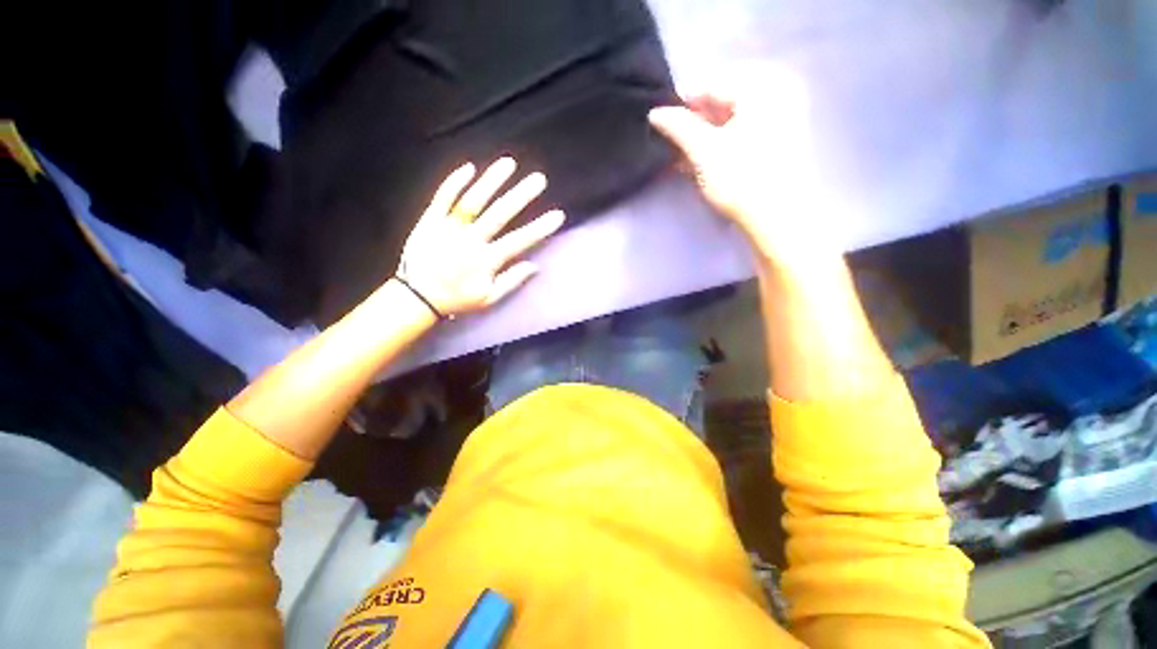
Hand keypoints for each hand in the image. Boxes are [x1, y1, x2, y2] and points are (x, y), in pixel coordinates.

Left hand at [396, 158, 564, 316]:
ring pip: (473, 200)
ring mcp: (449, 227)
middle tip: (539, 179)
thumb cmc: (457, 299)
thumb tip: (534, 266)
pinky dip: (455, 182)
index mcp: (487, 260)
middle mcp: (471, 239)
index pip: (520, 240)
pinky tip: (470, 167)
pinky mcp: (431, 220)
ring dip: (492, 181)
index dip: (540, 227)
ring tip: (509, 163)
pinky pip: (443, 197)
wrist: (417, 297)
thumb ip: (511, 281)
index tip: (557, 215)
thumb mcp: (488, 298)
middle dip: (521, 195)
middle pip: (499, 213)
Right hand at [648, 68, 836, 268]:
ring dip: (705, 137)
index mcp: (763, 84)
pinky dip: (722, 144)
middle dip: (695, 124)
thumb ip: (678, 127)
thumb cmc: (740, 180)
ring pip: (731, 118)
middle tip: (674, 146)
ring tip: (684, 158)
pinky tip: (704, 161)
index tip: (661, 125)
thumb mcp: (703, 151)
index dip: (682, 105)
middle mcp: (778, 90)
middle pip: (722, 100)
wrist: (778, 218)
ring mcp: (784, 114)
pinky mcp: (782, 137)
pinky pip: (744, 130)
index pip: (710, 84)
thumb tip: (655, 112)